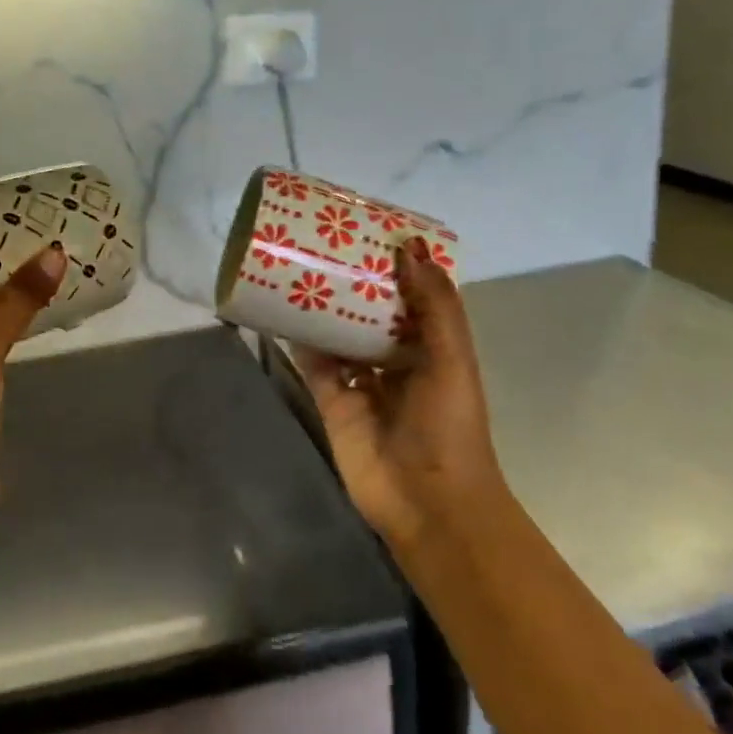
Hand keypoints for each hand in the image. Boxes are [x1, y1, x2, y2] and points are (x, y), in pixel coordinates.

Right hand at [292, 237, 503, 550]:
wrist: (426, 501)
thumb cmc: (448, 425)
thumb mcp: (451, 358)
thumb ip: (434, 305)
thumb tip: (409, 246)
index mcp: (432, 347)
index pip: (412, 297)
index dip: (394, 266)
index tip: (369, 231)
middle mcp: (397, 360)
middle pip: (370, 313)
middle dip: (351, 283)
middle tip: (323, 243)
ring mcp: (361, 381)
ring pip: (339, 334)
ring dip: (323, 307)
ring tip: (298, 267)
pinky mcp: (331, 401)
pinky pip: (313, 363)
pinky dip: (299, 340)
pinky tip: (280, 311)